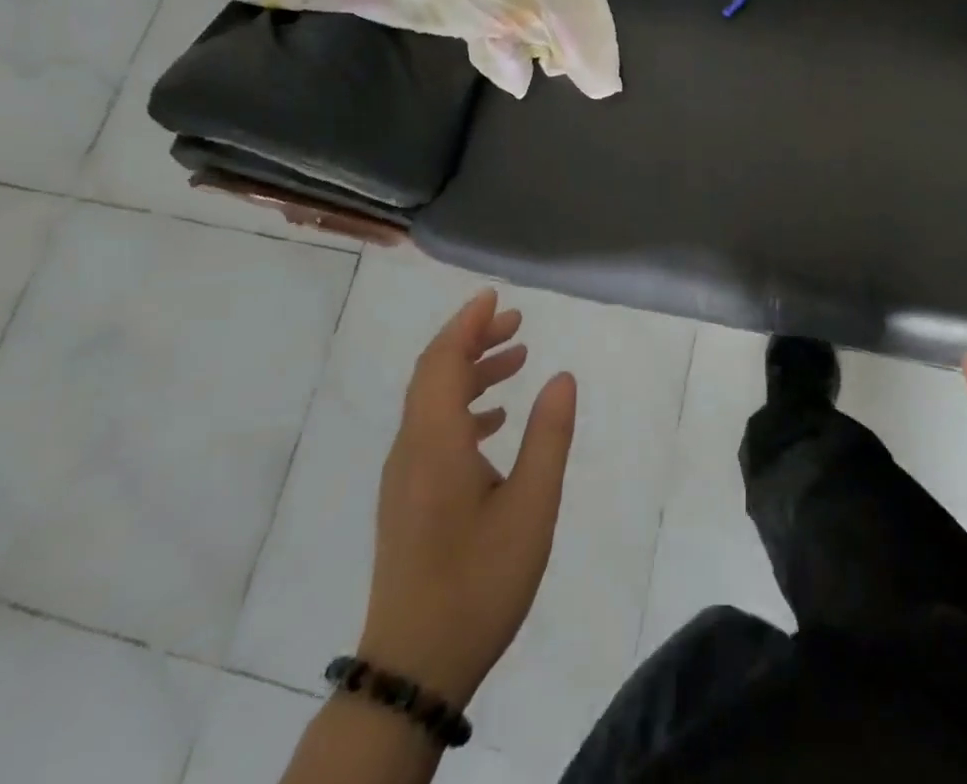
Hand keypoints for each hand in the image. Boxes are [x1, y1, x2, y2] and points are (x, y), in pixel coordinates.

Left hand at [360, 289, 576, 708]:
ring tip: (516, 359)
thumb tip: (563, 376)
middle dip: (472, 339)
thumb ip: (548, 436)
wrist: (414, 668)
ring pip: (432, 402)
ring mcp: (404, 477)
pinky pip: (431, 430)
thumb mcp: (531, 507)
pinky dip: (463, 407)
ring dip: (470, 372)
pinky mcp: (407, 499)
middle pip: (433, 374)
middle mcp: (411, 449)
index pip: (442, 361)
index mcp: (435, 442)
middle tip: (516, 322)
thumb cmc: (478, 581)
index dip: (467, 323)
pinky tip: (495, 420)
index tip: (495, 297)